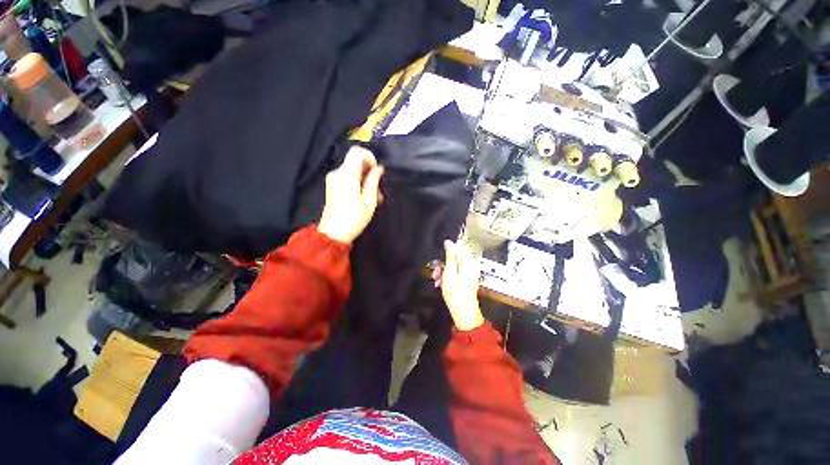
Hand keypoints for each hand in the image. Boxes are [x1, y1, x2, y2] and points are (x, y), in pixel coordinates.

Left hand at [318, 147, 383, 243]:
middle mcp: (338, 173)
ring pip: (354, 170)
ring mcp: (334, 179)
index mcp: (347, 174)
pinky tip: (365, 197)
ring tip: (375, 197)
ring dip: (366, 179)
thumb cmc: (354, 218)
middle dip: (370, 171)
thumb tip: (379, 169)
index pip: (357, 152)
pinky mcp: (333, 186)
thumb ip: (374, 180)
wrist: (334, 233)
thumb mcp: (369, 200)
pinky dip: (359, 183)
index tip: (377, 171)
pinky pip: (348, 177)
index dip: (370, 157)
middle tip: (378, 188)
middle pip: (356, 161)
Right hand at [432, 240, 483, 330]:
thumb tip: (449, 242)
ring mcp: (470, 272)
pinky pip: (456, 272)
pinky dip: (448, 276)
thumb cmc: (456, 293)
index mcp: (469, 261)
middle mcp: (472, 265)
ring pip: (454, 265)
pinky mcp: (468, 278)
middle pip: (455, 257)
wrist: (464, 312)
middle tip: (435, 272)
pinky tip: (441, 284)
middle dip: (443, 264)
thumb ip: (450, 256)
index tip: (439, 258)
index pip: (459, 247)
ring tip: (436, 280)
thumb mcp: (449, 272)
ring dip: (444, 271)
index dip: (447, 250)